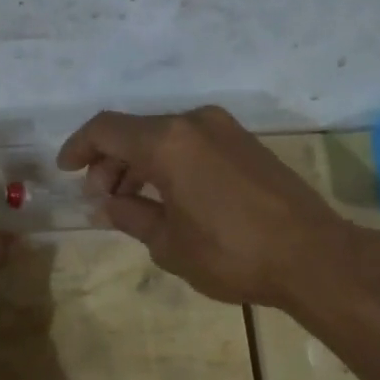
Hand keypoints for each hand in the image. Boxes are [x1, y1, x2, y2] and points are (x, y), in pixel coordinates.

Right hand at [57, 104, 374, 308]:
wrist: (313, 256)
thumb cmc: (231, 253)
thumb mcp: (168, 243)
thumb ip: (130, 215)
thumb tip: (107, 203)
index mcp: (168, 142)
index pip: (106, 129)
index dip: (79, 147)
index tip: (66, 171)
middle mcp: (194, 123)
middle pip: (135, 131)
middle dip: (110, 161)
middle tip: (102, 198)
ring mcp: (225, 129)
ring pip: (164, 136)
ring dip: (139, 162)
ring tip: (132, 201)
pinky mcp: (246, 143)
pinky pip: (191, 143)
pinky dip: (169, 162)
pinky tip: (168, 195)